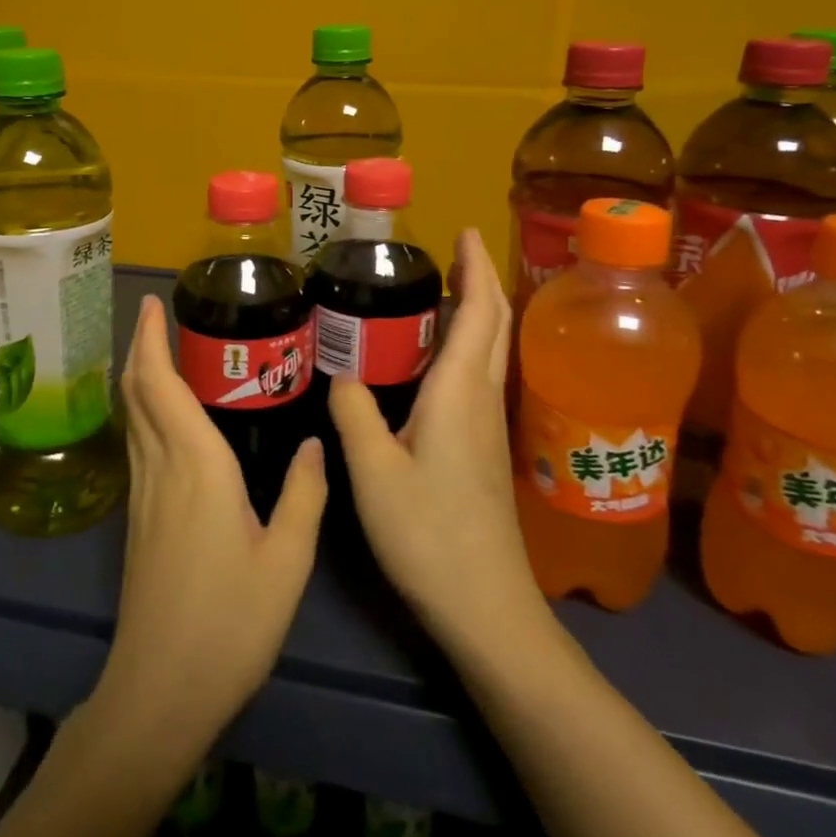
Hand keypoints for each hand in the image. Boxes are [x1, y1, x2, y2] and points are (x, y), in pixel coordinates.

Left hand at [92, 294, 327, 760]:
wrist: (160, 690)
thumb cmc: (229, 623)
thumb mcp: (286, 560)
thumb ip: (304, 494)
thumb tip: (316, 442)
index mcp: (195, 465)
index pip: (161, 384)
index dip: (150, 340)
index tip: (152, 303)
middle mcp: (160, 468)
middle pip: (137, 392)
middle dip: (140, 346)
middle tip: (157, 314)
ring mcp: (142, 494)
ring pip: (132, 417)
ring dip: (139, 376)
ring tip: (161, 352)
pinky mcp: (137, 519)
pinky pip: (137, 443)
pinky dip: (143, 411)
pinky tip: (165, 418)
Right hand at [328, 229, 544, 652]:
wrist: (486, 606)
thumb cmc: (429, 534)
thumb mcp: (373, 471)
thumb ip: (354, 413)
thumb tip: (342, 373)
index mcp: (459, 391)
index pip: (479, 311)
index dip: (474, 266)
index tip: (463, 230)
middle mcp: (482, 397)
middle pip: (493, 323)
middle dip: (478, 279)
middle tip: (448, 252)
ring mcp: (488, 424)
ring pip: (489, 349)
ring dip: (474, 311)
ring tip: (436, 292)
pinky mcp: (484, 447)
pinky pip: (478, 376)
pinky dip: (464, 345)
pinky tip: (430, 359)